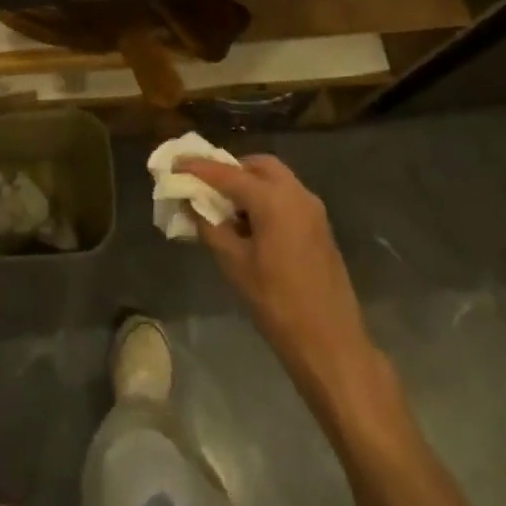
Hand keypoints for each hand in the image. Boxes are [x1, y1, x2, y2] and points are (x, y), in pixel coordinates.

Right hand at [185, 155, 387, 413]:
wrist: (331, 342)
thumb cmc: (277, 302)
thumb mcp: (234, 264)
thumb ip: (209, 226)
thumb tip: (189, 203)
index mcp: (274, 200)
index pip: (228, 174)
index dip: (198, 167)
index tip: (174, 163)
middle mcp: (297, 194)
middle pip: (258, 165)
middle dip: (230, 169)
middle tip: (205, 185)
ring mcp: (313, 210)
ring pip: (276, 180)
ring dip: (249, 184)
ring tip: (225, 207)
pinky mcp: (320, 227)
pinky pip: (287, 197)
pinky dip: (265, 198)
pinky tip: (250, 224)